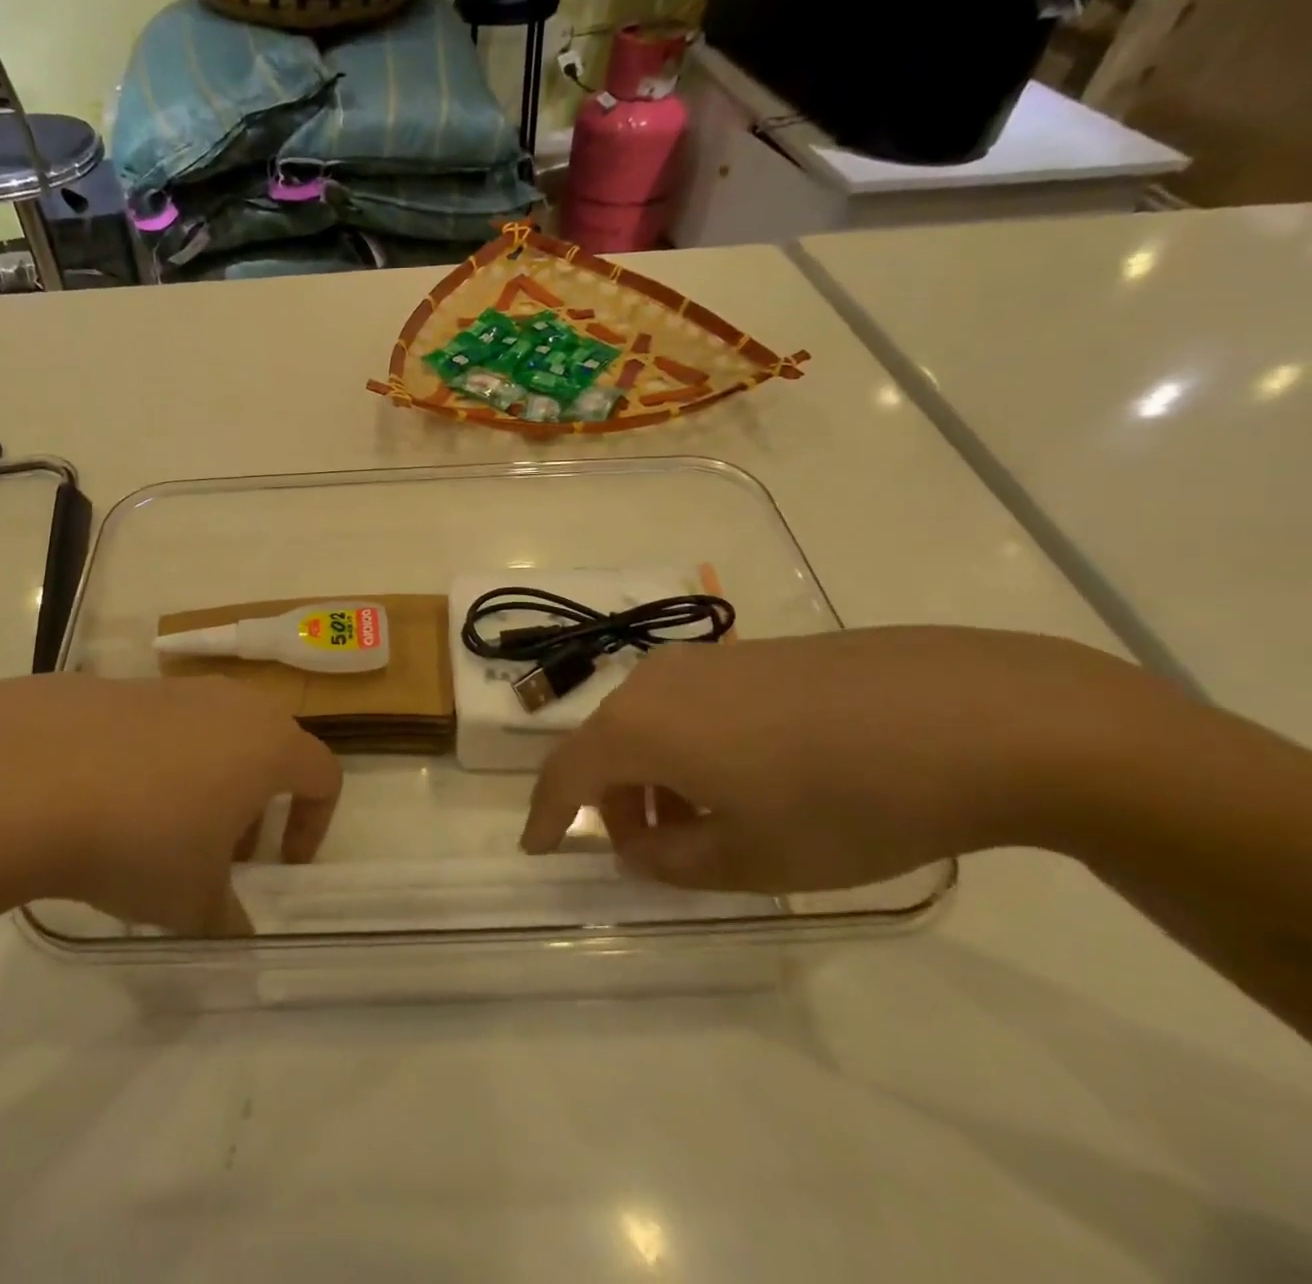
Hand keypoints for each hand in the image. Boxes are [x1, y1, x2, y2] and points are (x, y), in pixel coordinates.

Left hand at [0, 674, 340, 935]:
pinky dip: (155, 764)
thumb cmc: (140, 838)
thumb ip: (228, 920)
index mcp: (268, 744)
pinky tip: (105, 804)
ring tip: (158, 833)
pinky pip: (159, 728)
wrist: (26, 775)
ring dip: (205, 783)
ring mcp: (173, 689)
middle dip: (254, 805)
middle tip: (220, 854)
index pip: (323, 775)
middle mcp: (231, 703)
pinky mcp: (119, 687)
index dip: (313, 824)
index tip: (280, 866)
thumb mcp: (191, 901)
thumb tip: (238, 937)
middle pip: (267, 751)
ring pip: (212, 736)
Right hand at [522, 626, 1168, 892]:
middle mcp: (655, 681)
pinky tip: (754, 777)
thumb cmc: (844, 800)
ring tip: (712, 821)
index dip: (547, 816)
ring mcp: (706, 659)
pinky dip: (693, 747)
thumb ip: (672, 860)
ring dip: (656, 776)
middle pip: (607, 744)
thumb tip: (636, 846)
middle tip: (652, 851)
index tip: (538, 849)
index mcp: (639, 726)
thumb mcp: (751, 858)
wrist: (973, 715)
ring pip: (650, 722)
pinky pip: (691, 704)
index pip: (565, 774)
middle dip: (615, 802)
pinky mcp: (752, 652)